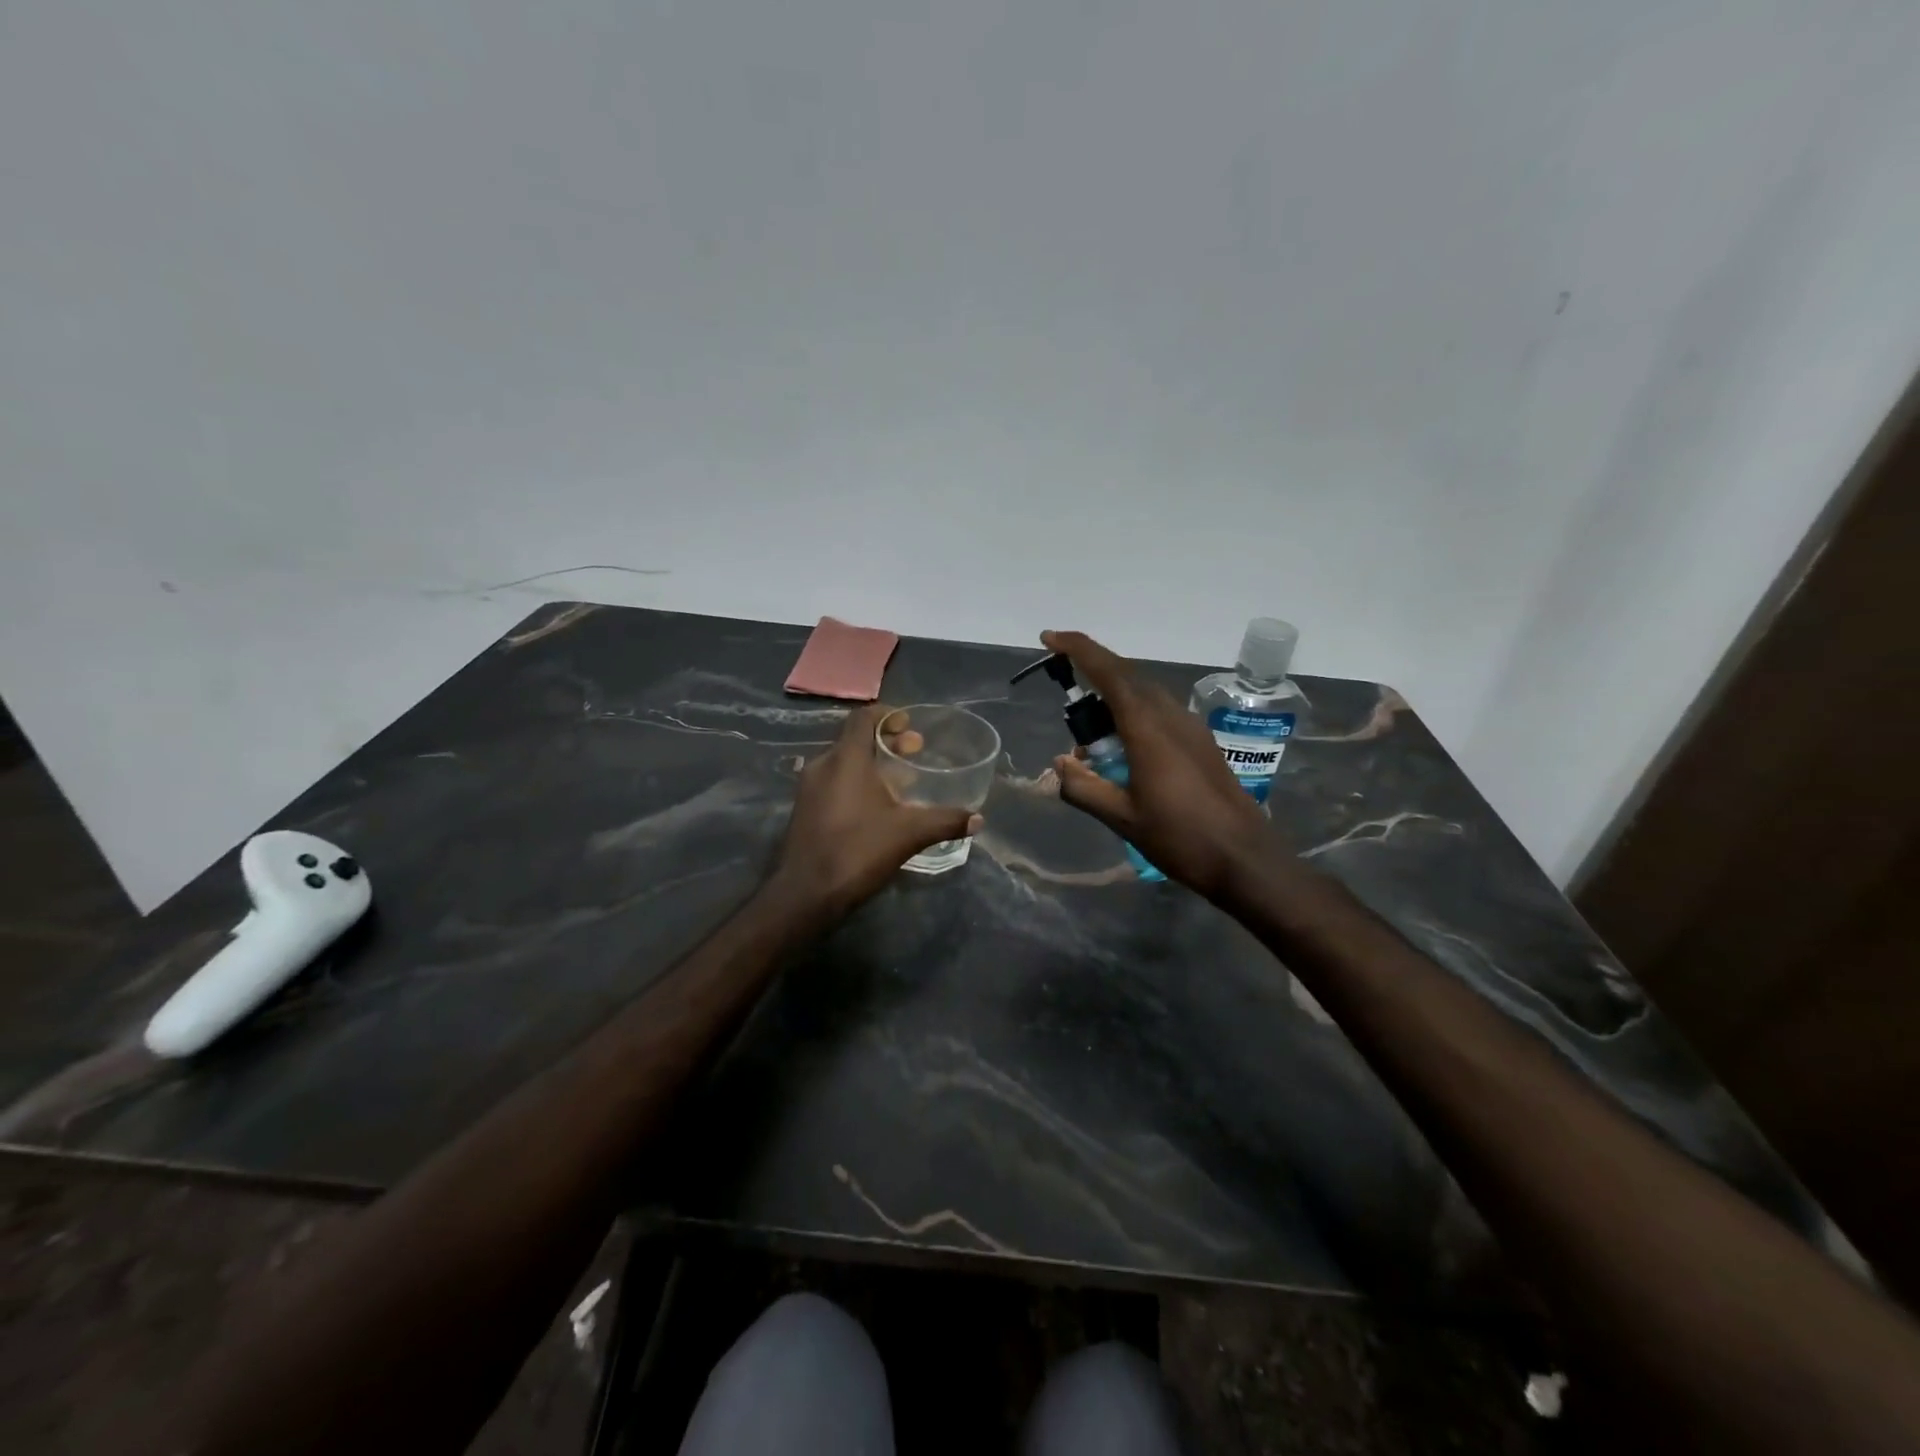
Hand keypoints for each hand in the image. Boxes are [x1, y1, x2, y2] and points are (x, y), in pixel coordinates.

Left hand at [770, 703, 982, 919]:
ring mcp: (809, 788)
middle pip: (855, 739)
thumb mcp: (909, 834)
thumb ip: (945, 821)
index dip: (887, 715)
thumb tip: (978, 819)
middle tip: (915, 750)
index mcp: (846, 759)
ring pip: (843, 762)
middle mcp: (823, 765)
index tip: (909, 723)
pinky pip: (833, 782)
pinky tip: (876, 806)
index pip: (863, 717)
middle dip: (886, 741)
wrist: (806, 894)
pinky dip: (856, 782)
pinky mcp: (804, 810)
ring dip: (871, 763)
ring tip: (901, 780)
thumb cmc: (857, 851)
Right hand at [1043, 629, 1277, 900]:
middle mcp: (1169, 716)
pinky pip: (1157, 711)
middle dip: (1091, 668)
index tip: (1049, 639)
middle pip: (1126, 675)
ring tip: (1087, 726)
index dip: (1077, 650)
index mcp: (1147, 728)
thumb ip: (1083, 788)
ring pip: (1143, 693)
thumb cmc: (1180, 838)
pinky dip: (1131, 712)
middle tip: (1061, 680)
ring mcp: (1189, 727)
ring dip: (1111, 695)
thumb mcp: (1122, 818)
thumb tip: (1059, 765)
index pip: (1108, 672)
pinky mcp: (1200, 742)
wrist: (1245, 858)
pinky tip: (1121, 744)